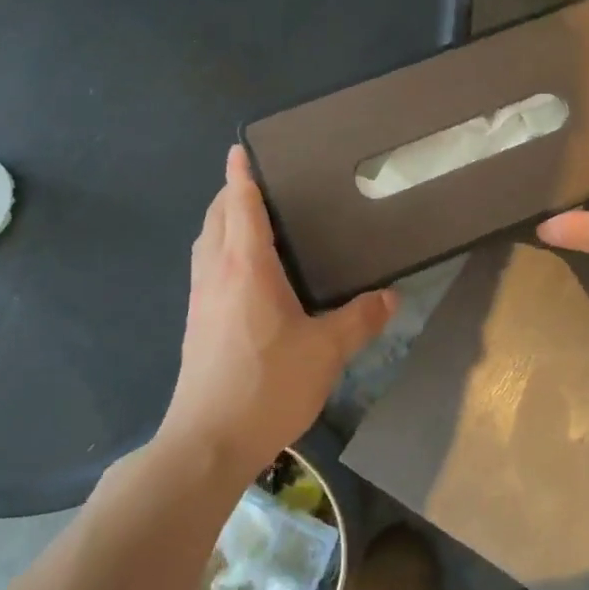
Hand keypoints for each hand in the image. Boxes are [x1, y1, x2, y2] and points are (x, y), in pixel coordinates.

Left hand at [163, 146, 395, 473]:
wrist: (208, 440)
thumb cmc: (268, 385)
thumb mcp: (326, 352)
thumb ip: (360, 320)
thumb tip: (390, 296)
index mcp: (246, 267)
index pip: (241, 206)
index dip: (241, 174)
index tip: (240, 149)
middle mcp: (217, 273)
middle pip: (217, 218)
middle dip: (231, 194)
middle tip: (261, 184)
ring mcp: (201, 299)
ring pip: (207, 243)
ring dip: (222, 222)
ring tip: (253, 220)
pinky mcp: (197, 323)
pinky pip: (207, 268)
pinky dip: (221, 250)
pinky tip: (246, 273)